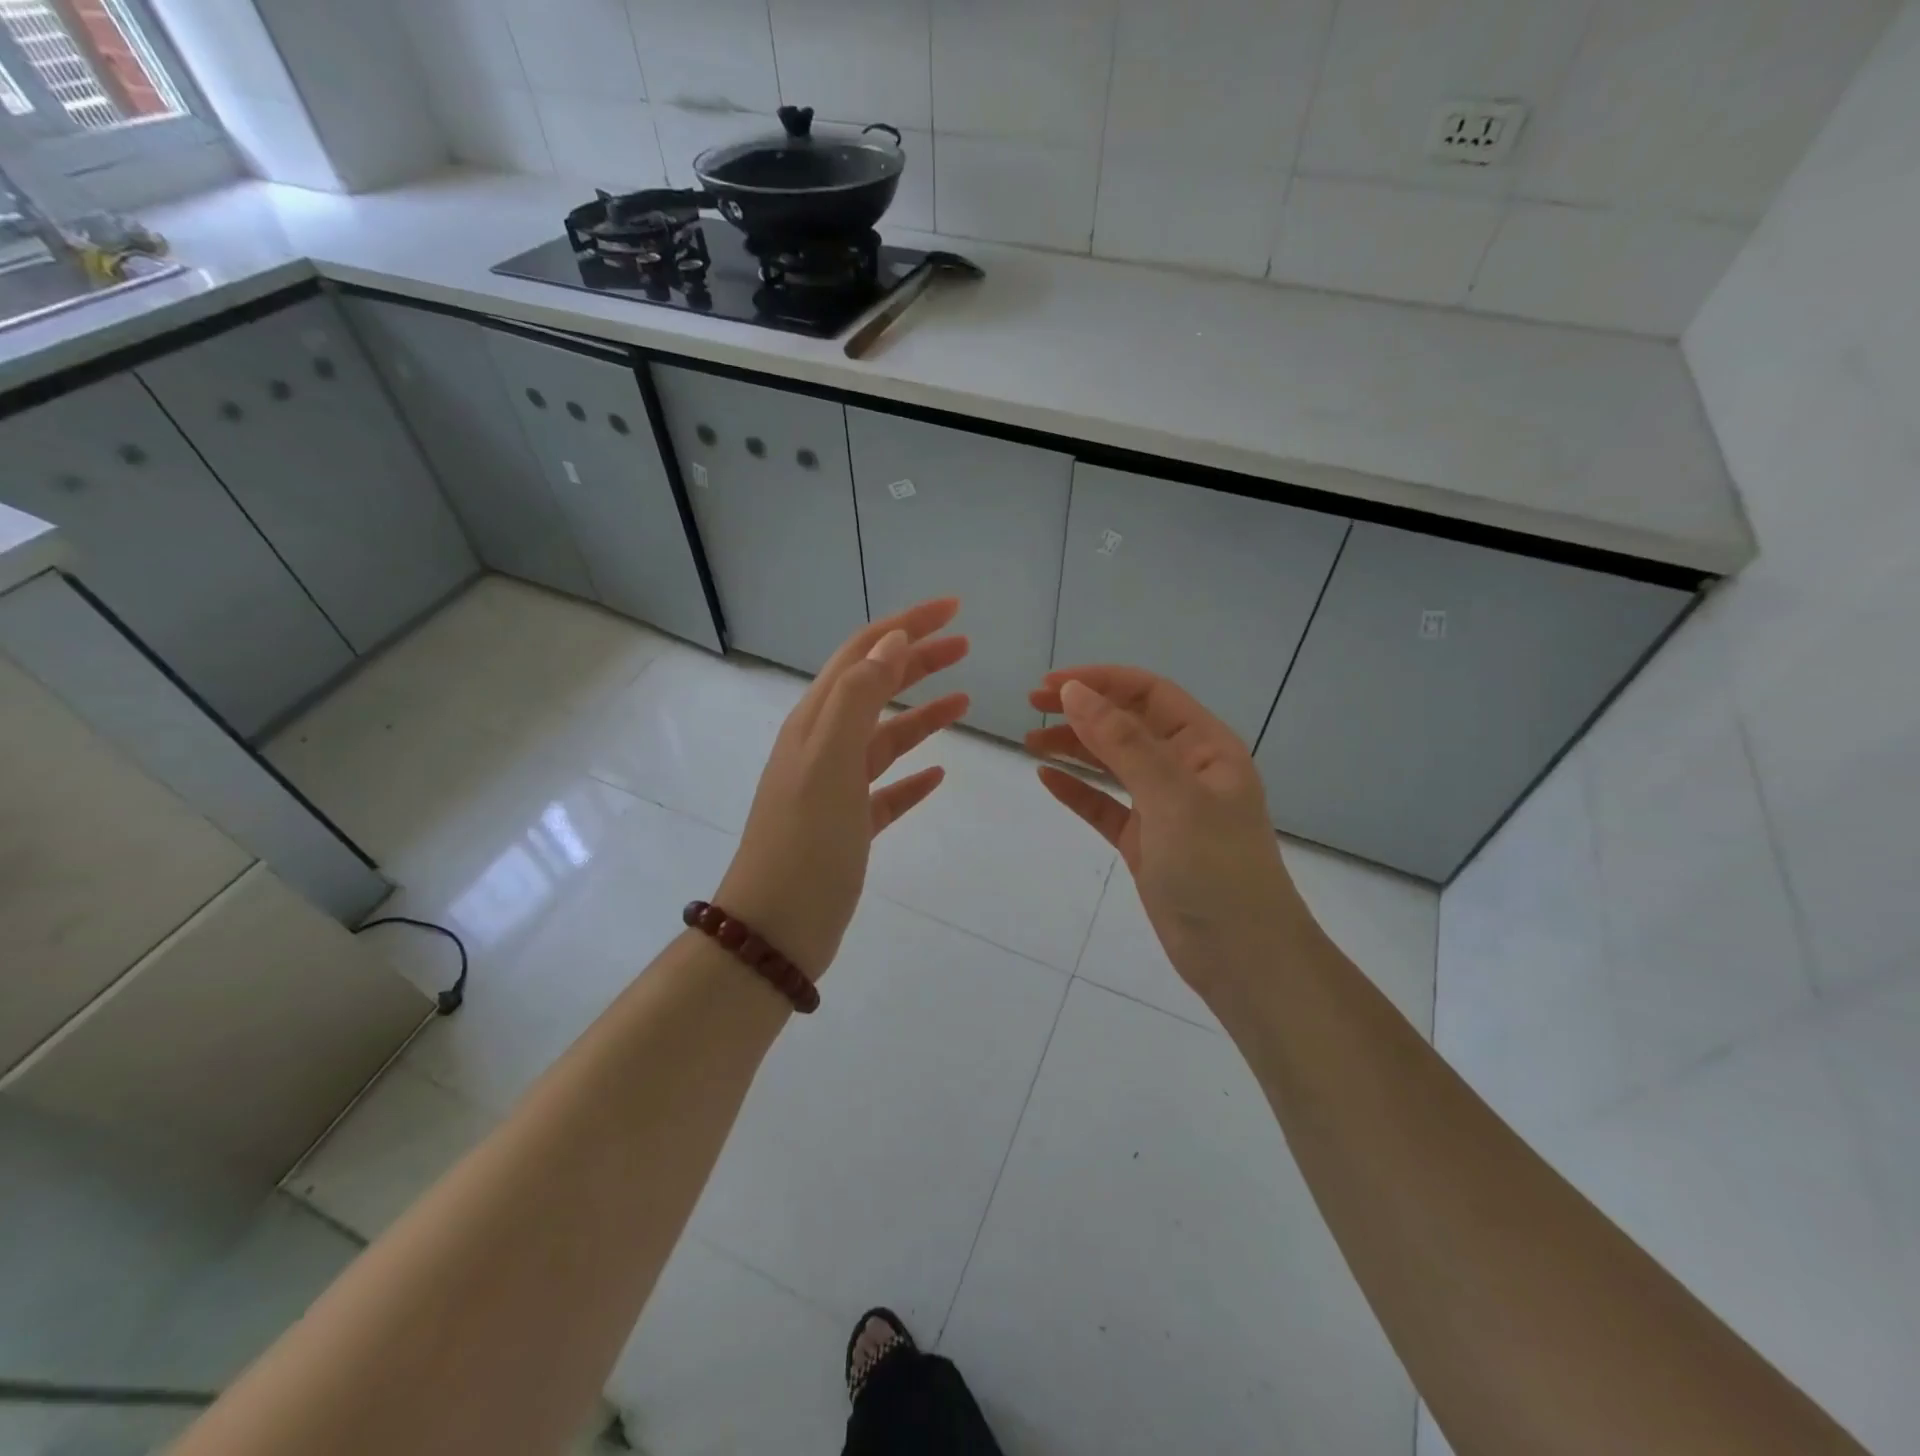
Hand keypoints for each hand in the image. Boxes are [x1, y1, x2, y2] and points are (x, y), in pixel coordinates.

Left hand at [716, 599, 969, 978]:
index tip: (953, 609)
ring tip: (963, 700)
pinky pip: (886, 789)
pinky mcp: (848, 826)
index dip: (906, 625)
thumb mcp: (830, 761)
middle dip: (917, 660)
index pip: (863, 653)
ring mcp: (834, 788)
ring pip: (884, 737)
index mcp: (815, 722)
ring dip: (921, 714)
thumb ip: (858, 697)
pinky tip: (938, 776)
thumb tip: (892, 641)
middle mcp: (822, 746)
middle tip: (965, 644)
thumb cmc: (805, 843)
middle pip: (874, 688)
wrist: (775, 929)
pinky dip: (912, 776)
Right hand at [1026, 668, 1315, 995]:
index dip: (1100, 681)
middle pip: (1128, 724)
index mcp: (1206, 747)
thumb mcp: (1171, 797)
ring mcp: (1165, 808)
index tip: (1050, 684)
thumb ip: (1123, 743)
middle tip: (1032, 706)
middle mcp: (1186, 770)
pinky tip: (1047, 779)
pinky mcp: (1146, 843)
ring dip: (1074, 747)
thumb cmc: (1215, 869)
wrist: (1242, 958)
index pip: (1149, 694)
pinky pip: (1106, 806)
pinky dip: (1077, 791)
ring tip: (1030, 740)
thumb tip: (1076, 692)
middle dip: (1082, 709)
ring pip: (1113, 764)